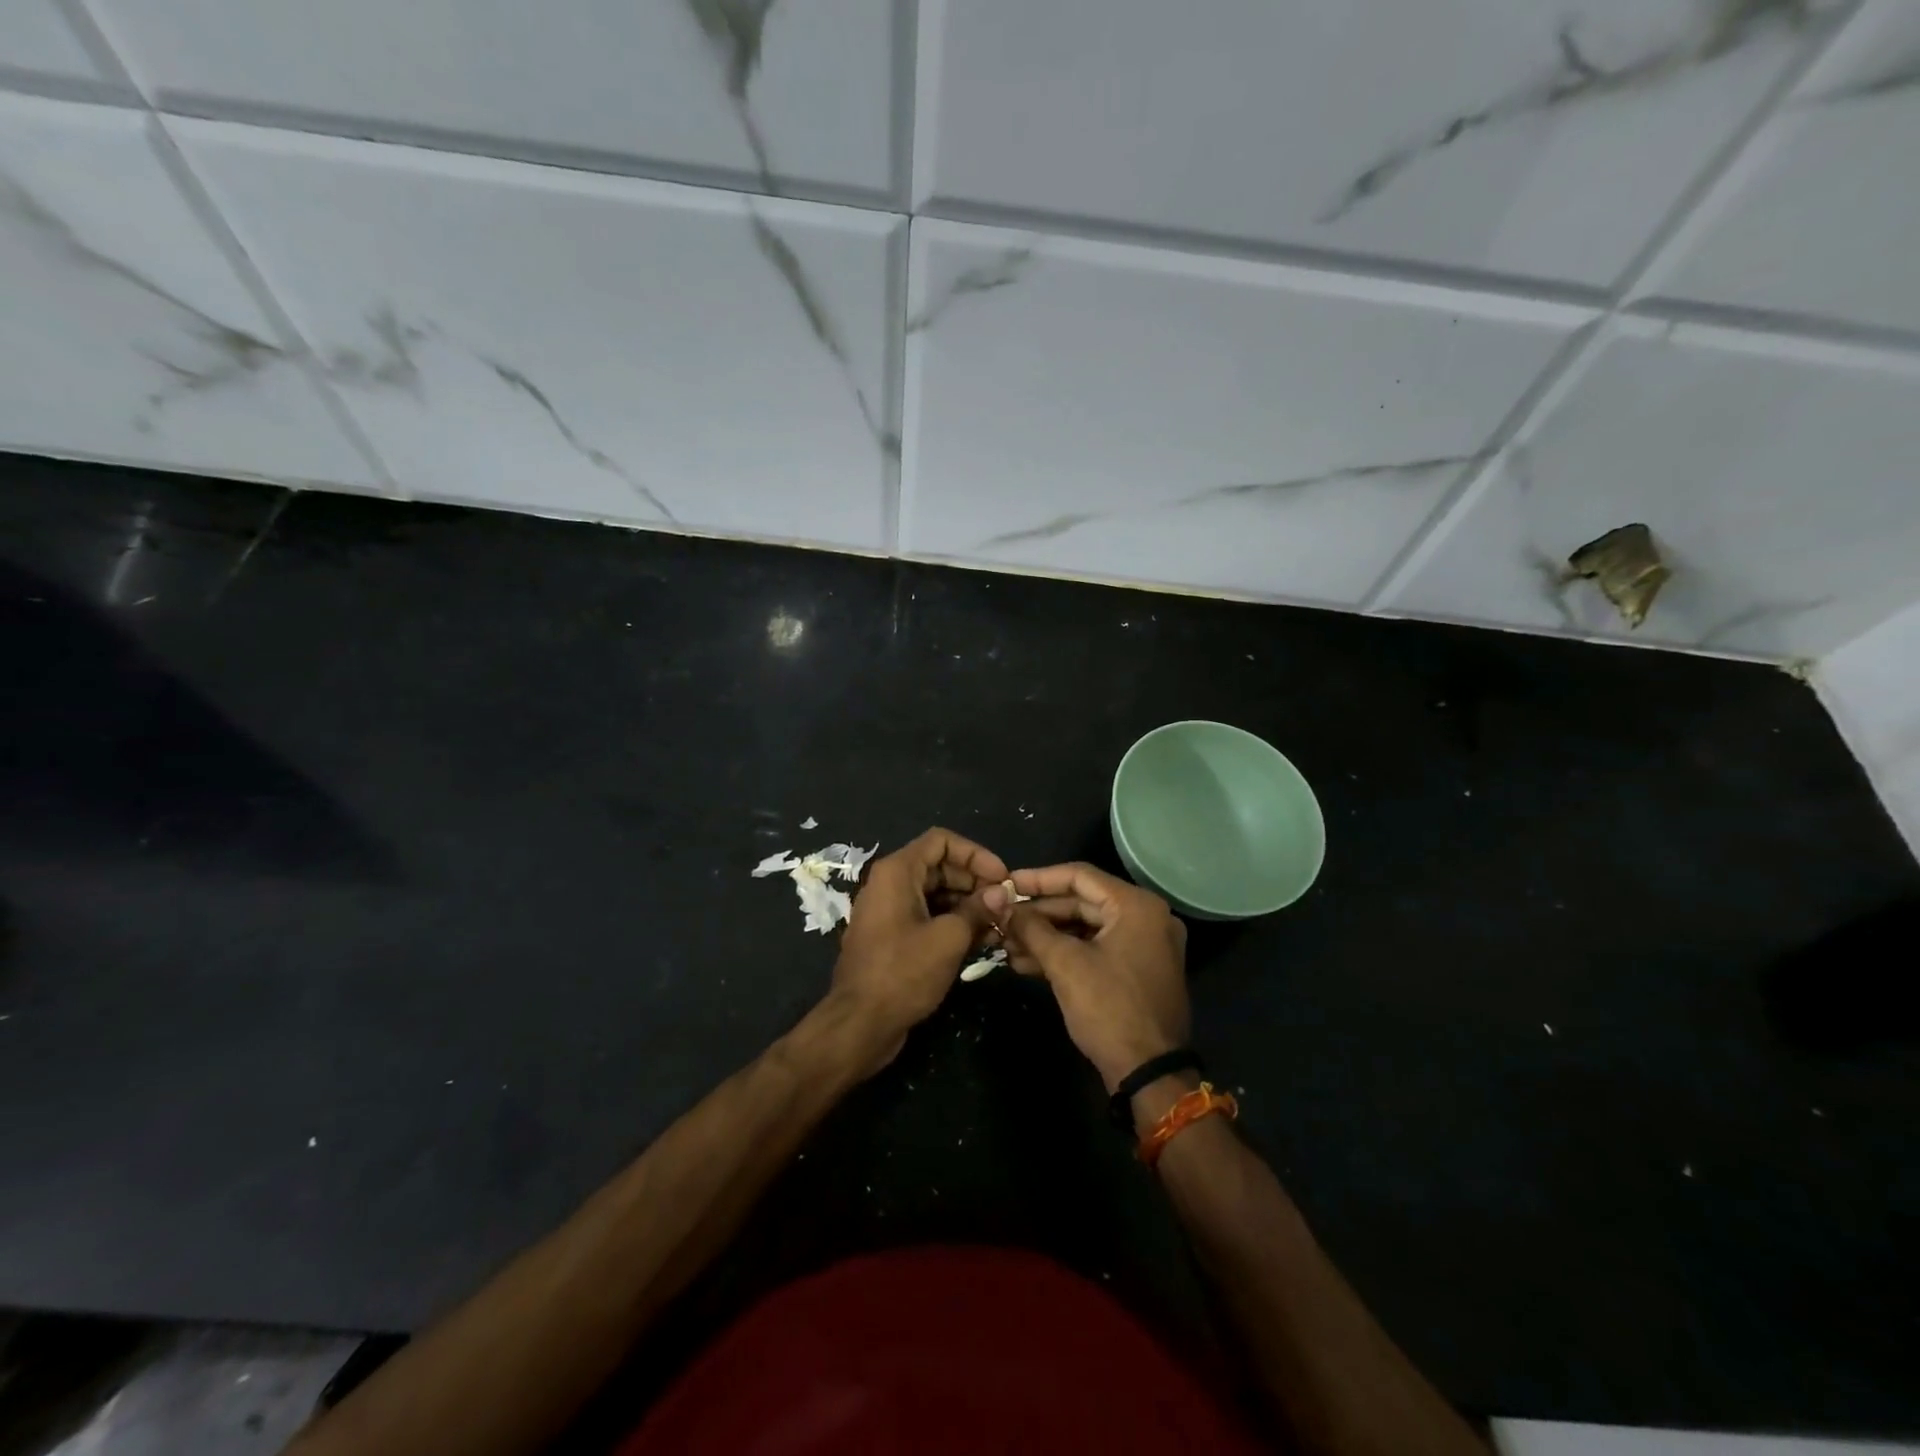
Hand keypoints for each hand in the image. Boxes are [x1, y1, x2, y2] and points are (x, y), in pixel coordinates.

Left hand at [827, 827, 1007, 1072]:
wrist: (860, 1024)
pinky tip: (983, 941)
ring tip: (1000, 925)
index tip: (1002, 878)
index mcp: (897, 872)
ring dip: (969, 905)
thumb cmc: (903, 973)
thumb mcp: (948, 938)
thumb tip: (1001, 894)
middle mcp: (890, 884)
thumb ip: (977, 910)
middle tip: (1006, 905)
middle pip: (940, 867)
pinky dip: (953, 923)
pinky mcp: (893, 937)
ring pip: (936, 894)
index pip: (941, 841)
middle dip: (975, 882)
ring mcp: (890, 912)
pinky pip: (927, 917)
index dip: (976, 854)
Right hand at [984, 863, 1189, 1091]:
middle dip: (1039, 913)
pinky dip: (1064, 953)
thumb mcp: (1065, 964)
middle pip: (1082, 902)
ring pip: (1085, 928)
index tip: (1006, 884)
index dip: (1038, 879)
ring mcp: (1144, 945)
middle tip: (1002, 918)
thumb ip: (1033, 929)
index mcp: (1136, 906)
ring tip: (1006, 943)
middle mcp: (1146, 917)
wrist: (1150, 1074)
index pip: (1080, 876)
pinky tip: (1026, 963)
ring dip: (1046, 936)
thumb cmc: (1109, 1009)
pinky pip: (1095, 949)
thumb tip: (1004, 907)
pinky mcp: (1136, 970)